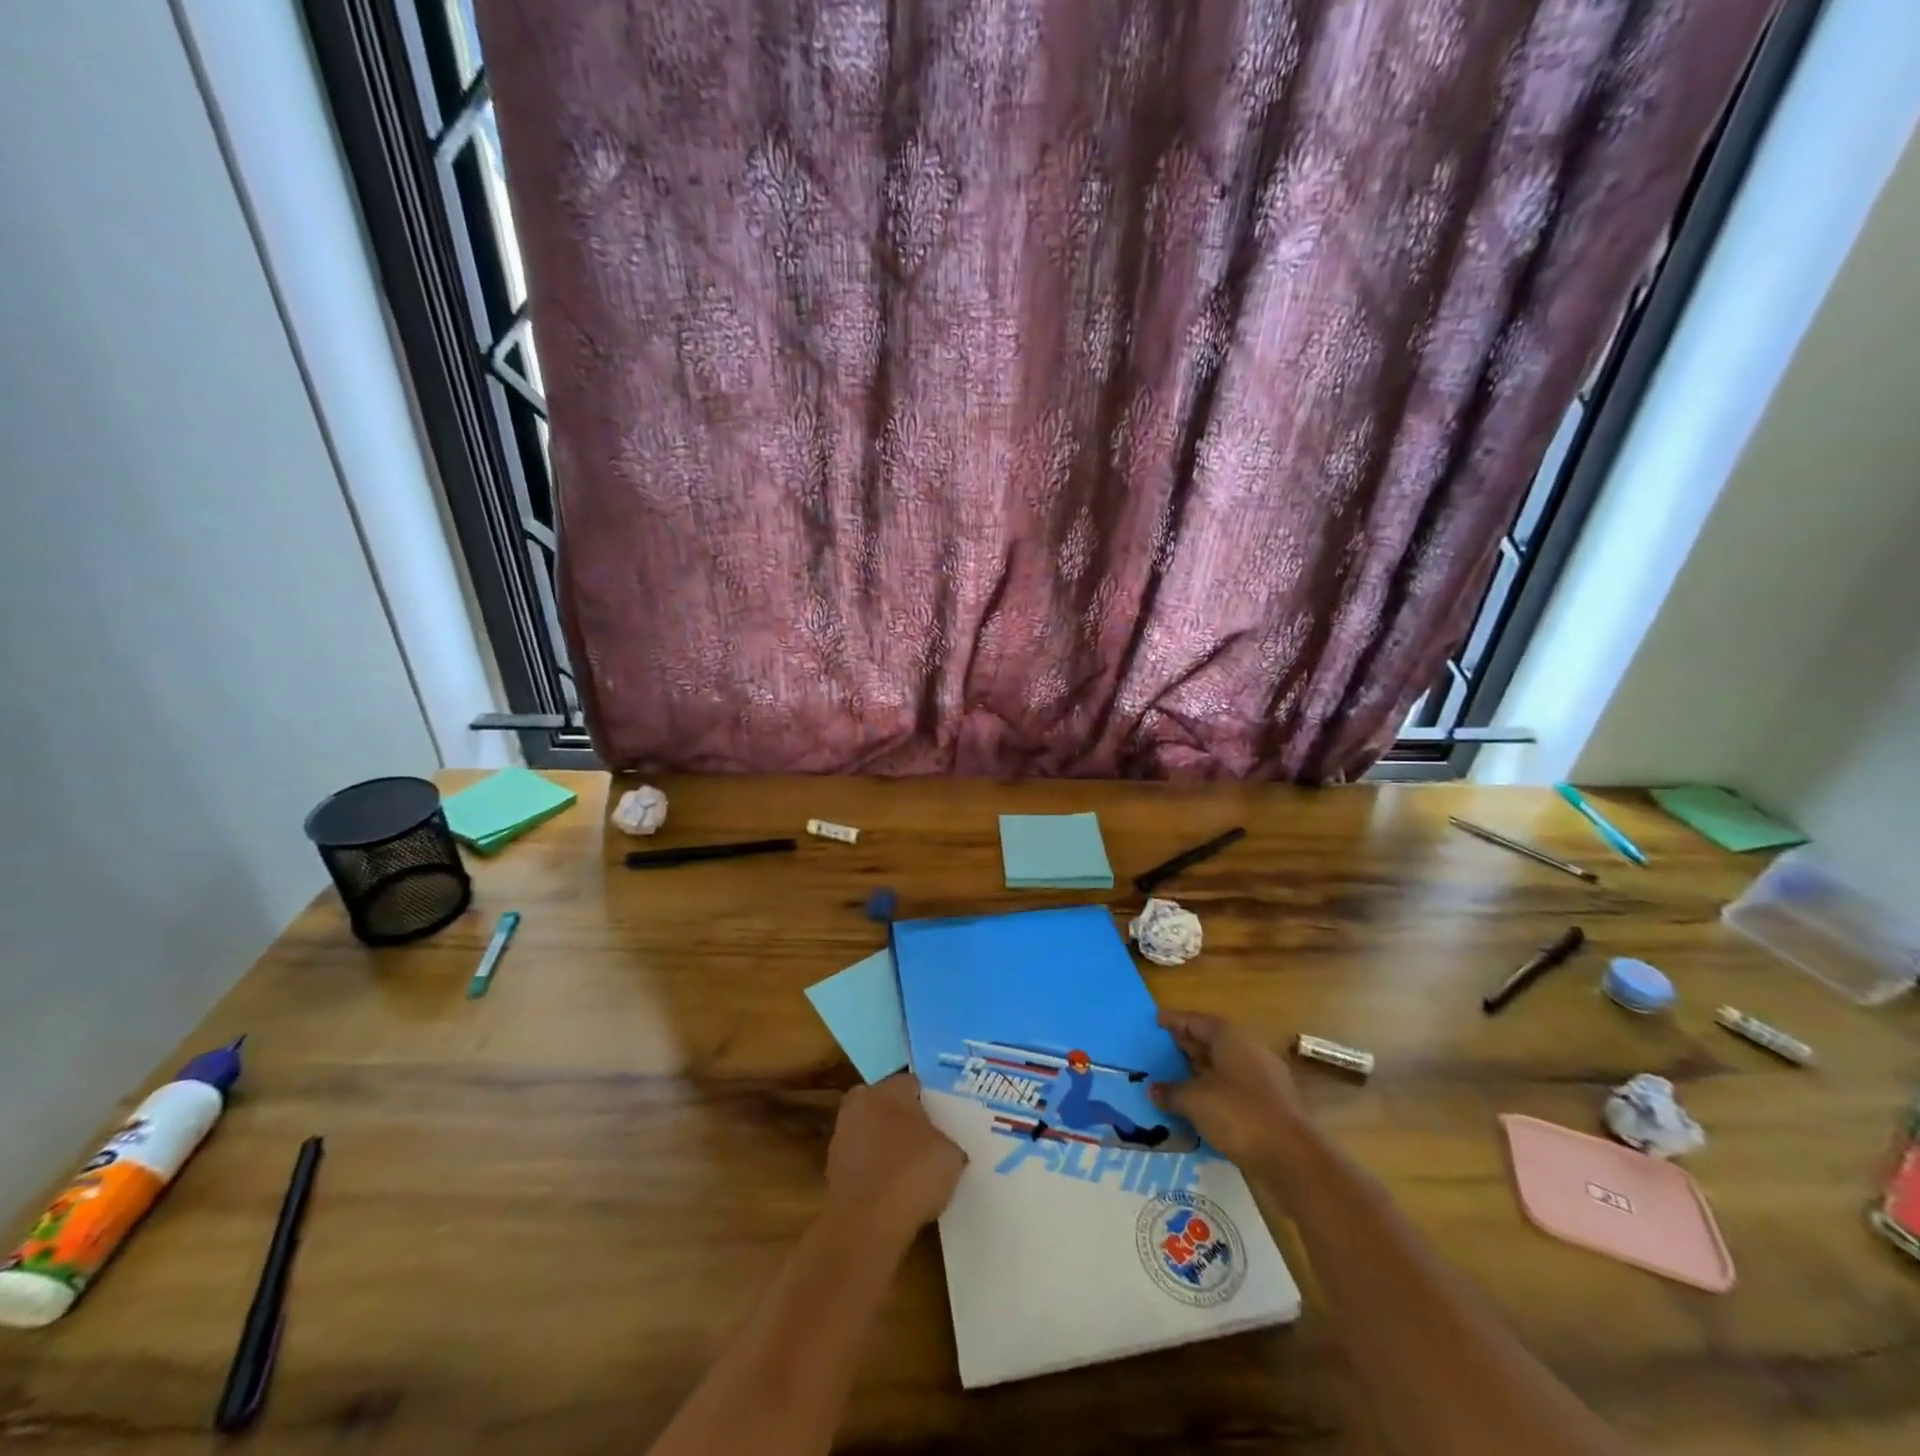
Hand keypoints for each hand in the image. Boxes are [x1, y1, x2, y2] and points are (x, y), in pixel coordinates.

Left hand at [825, 1074, 964, 1244]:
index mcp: (888, 1089)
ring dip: (888, 1147)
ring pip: (873, 1134)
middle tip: (929, 1143)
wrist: (866, 1225)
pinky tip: (895, 1191)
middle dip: (905, 1121)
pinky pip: (863, 1162)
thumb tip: (945, 1147)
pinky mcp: (832, 1169)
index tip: (945, 1121)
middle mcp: (860, 1103)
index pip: (914, 1085)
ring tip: (913, 1171)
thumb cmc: (913, 1175)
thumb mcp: (951, 1155)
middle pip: (889, 1106)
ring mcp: (842, 1136)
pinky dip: (876, 1171)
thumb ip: (948, 1141)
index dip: (931, 1102)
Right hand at [1151, 1009, 1312, 1168]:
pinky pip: (1233, 1089)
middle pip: (1210, 1041)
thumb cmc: (1238, 1114)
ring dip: (1198, 1072)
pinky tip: (1197, 1106)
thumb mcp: (1195, 1100)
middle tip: (1159, 1051)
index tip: (1154, 1021)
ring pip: (1222, 1067)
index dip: (1173, 1020)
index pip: (1195, 1021)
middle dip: (1185, 1046)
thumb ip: (1171, 1092)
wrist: (1292, 1158)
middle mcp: (1248, 1050)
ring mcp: (1262, 1078)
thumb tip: (1153, 1090)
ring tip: (1172, 1079)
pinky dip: (1213, 1092)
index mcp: (1230, 1037)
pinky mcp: (1269, 1105)